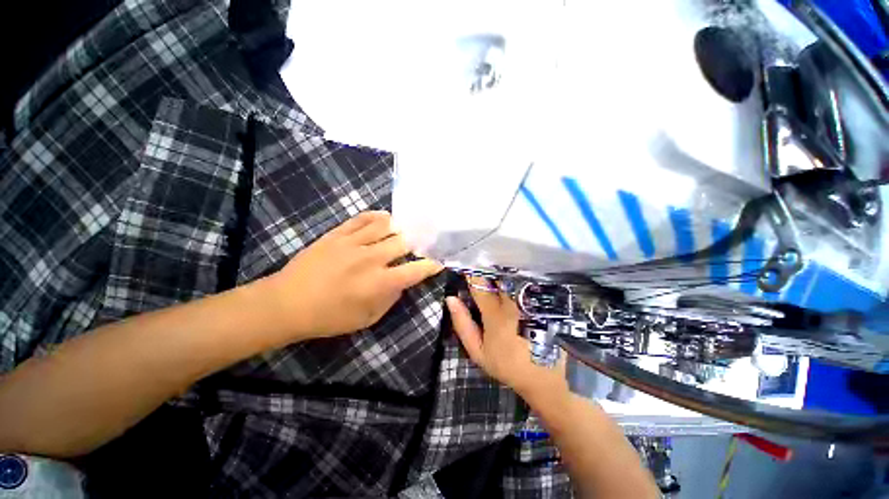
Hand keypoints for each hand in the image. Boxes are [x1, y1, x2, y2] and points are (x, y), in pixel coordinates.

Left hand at [265, 211, 442, 339]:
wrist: (287, 303)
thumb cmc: (329, 317)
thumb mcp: (367, 319)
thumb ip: (390, 299)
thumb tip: (402, 282)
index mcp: (379, 283)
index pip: (415, 270)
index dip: (430, 266)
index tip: (438, 263)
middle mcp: (371, 258)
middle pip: (404, 242)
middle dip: (417, 243)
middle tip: (421, 243)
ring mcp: (353, 243)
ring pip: (385, 225)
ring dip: (399, 227)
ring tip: (404, 229)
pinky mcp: (337, 234)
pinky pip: (361, 218)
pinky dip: (376, 216)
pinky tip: (384, 217)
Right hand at [446, 276, 568, 402]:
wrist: (545, 375)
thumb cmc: (507, 364)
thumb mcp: (478, 351)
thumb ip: (462, 324)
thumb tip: (451, 298)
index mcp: (495, 314)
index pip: (479, 284)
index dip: (471, 273)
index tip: (466, 266)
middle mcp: (513, 302)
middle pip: (499, 275)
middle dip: (489, 269)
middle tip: (483, 266)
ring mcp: (530, 300)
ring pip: (513, 276)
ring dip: (503, 271)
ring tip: (497, 268)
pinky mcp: (542, 301)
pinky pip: (528, 281)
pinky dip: (518, 276)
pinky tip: (515, 276)